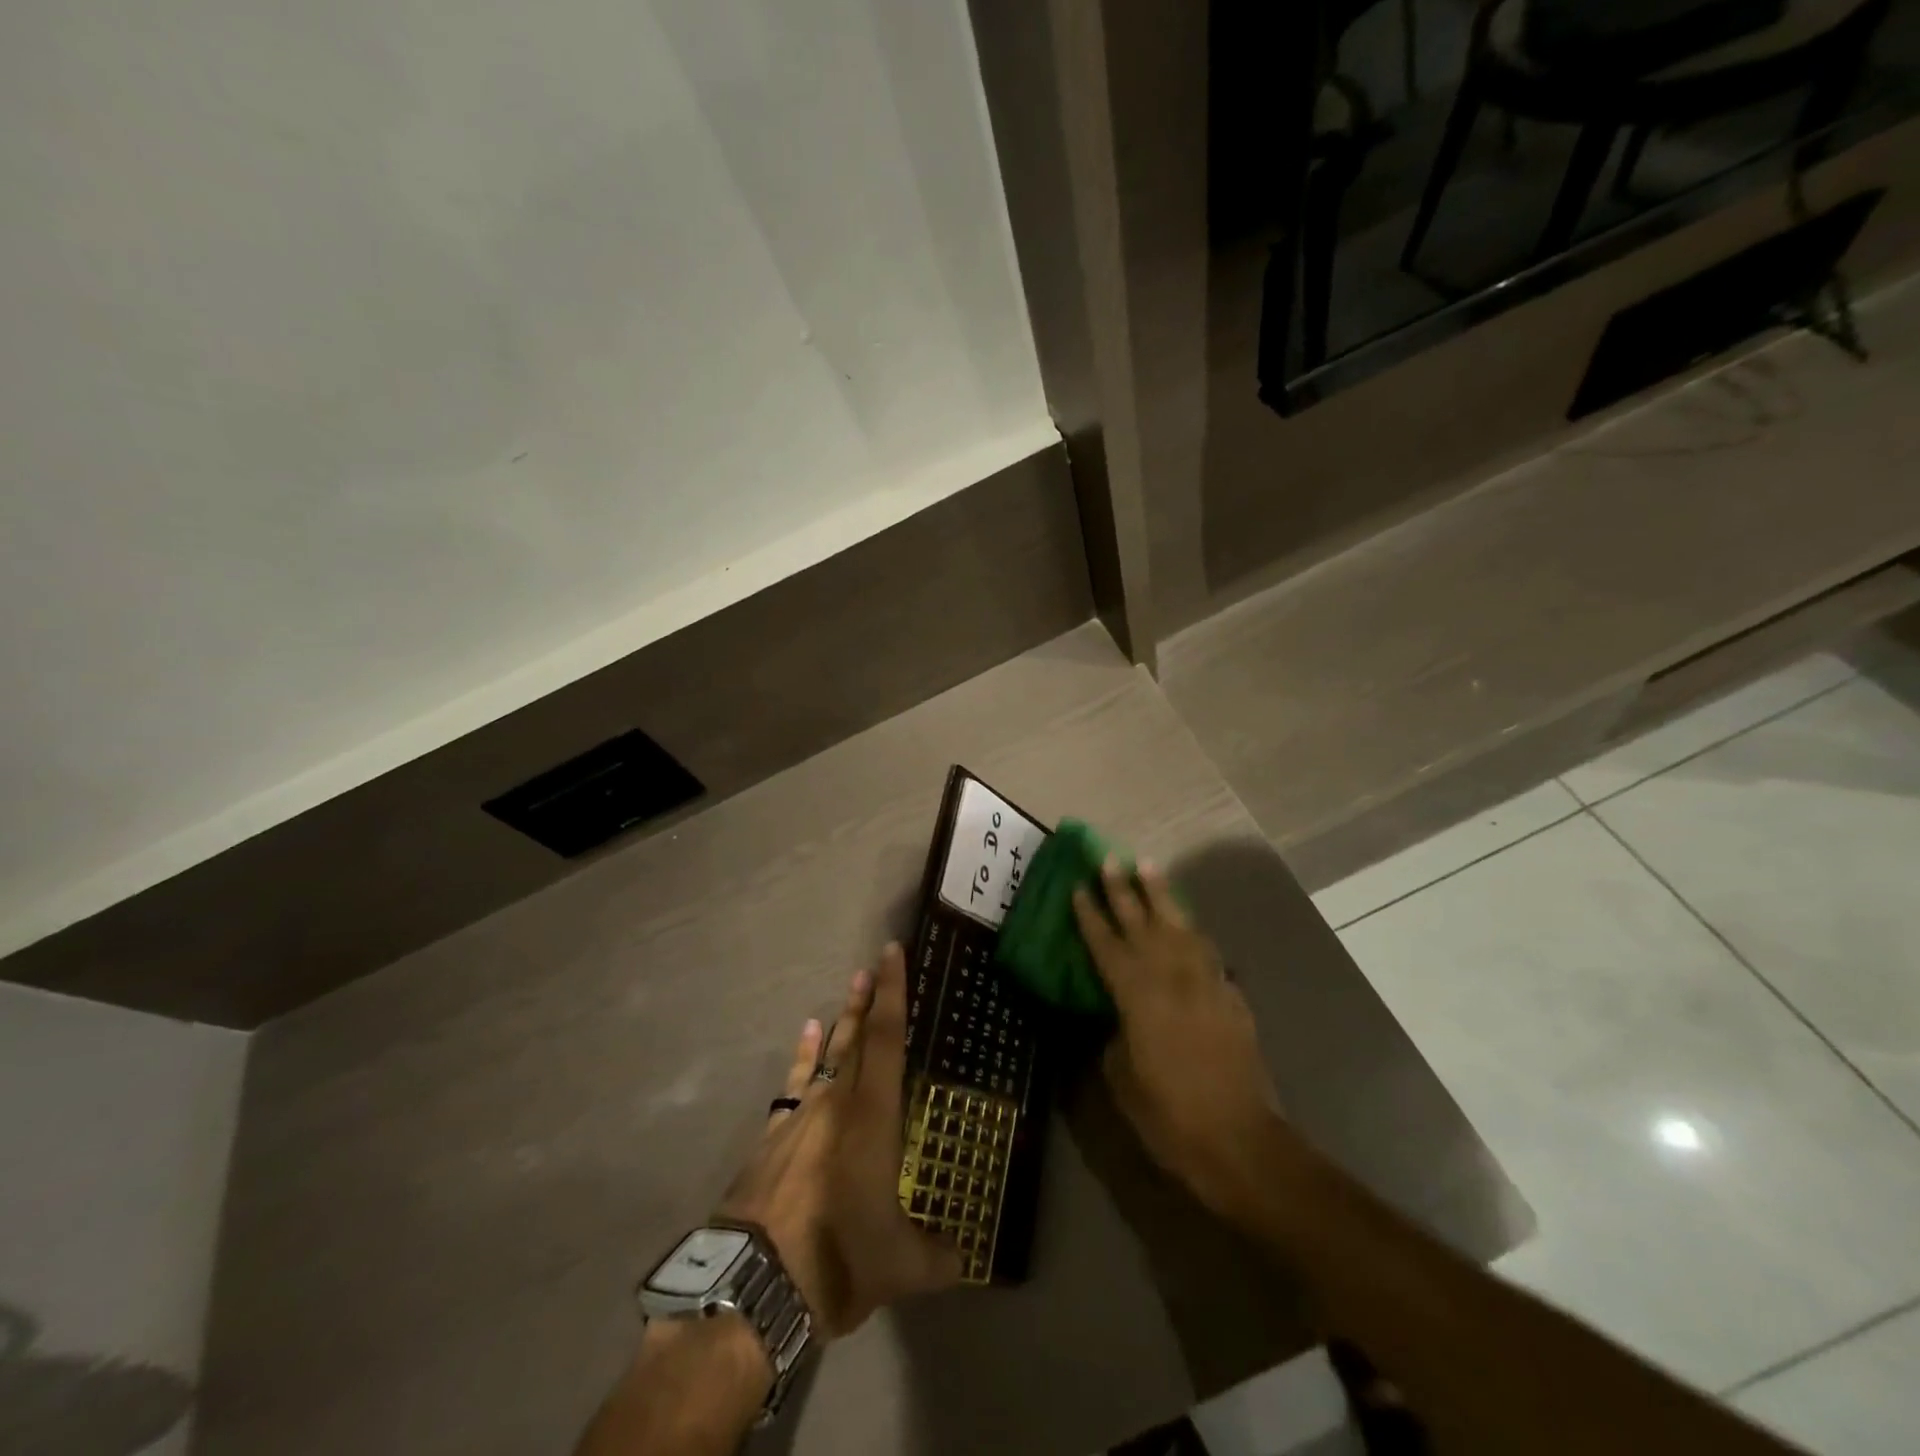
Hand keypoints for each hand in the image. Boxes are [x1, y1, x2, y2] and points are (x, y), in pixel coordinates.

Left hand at [716, 945, 961, 1339]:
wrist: (752, 1286)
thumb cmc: (837, 1261)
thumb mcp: (900, 1267)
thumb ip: (938, 1257)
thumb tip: (966, 1259)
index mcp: (873, 1117)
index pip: (888, 1040)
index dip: (893, 994)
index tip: (892, 953)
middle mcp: (837, 1102)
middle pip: (857, 1037)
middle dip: (869, 999)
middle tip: (874, 962)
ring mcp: (800, 1116)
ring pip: (827, 1054)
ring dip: (842, 1020)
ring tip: (851, 986)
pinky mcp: (772, 1135)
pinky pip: (794, 1082)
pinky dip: (803, 1055)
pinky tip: (807, 1034)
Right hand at [1073, 861, 1283, 1218]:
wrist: (1241, 1141)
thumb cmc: (1169, 1115)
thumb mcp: (1123, 1078)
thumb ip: (1115, 1035)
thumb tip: (1117, 1017)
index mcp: (1136, 995)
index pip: (1106, 944)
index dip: (1090, 914)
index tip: (1078, 885)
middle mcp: (1170, 977)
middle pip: (1142, 922)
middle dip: (1123, 889)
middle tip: (1110, 858)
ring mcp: (1205, 982)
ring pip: (1179, 925)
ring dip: (1161, 895)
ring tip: (1148, 867)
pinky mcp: (1230, 995)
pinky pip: (1206, 950)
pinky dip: (1191, 930)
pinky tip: (1185, 923)